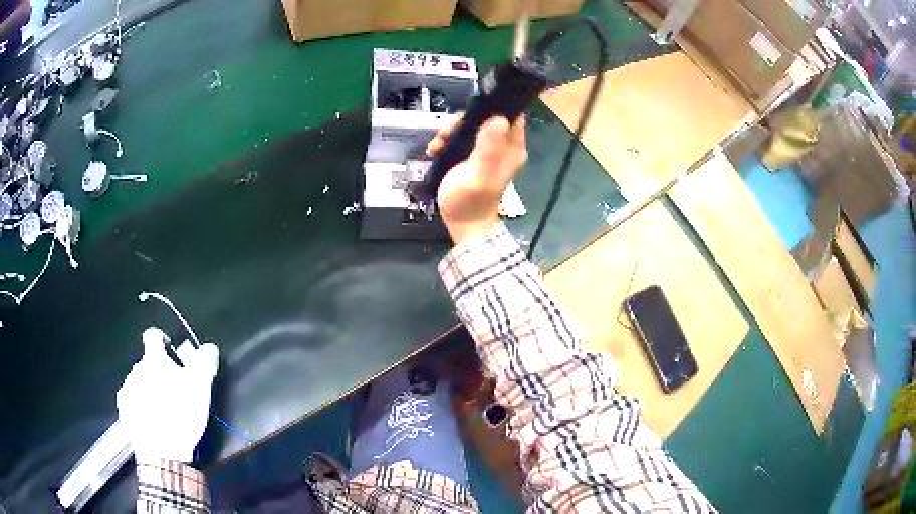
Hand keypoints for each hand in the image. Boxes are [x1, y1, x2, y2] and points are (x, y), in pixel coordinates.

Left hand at [117, 328, 219, 463]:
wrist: (162, 451)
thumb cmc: (181, 415)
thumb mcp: (200, 389)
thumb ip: (204, 363)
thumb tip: (209, 346)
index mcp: (154, 360)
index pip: (153, 336)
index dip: (161, 340)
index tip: (170, 351)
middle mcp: (136, 369)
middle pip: (147, 363)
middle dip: (157, 372)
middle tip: (172, 390)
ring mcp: (127, 389)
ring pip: (138, 382)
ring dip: (148, 388)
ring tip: (162, 408)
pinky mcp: (124, 410)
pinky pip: (131, 400)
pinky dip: (139, 405)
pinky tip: (150, 418)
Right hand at [426, 116, 526, 244]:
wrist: (461, 223)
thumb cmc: (469, 200)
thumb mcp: (478, 173)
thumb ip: (488, 147)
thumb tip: (499, 118)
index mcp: (512, 147)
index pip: (509, 113)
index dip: (489, 108)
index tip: (467, 117)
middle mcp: (503, 146)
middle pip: (485, 117)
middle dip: (462, 122)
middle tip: (446, 134)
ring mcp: (488, 151)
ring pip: (470, 127)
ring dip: (451, 132)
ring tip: (437, 145)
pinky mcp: (473, 156)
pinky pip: (461, 139)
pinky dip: (447, 141)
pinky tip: (436, 150)